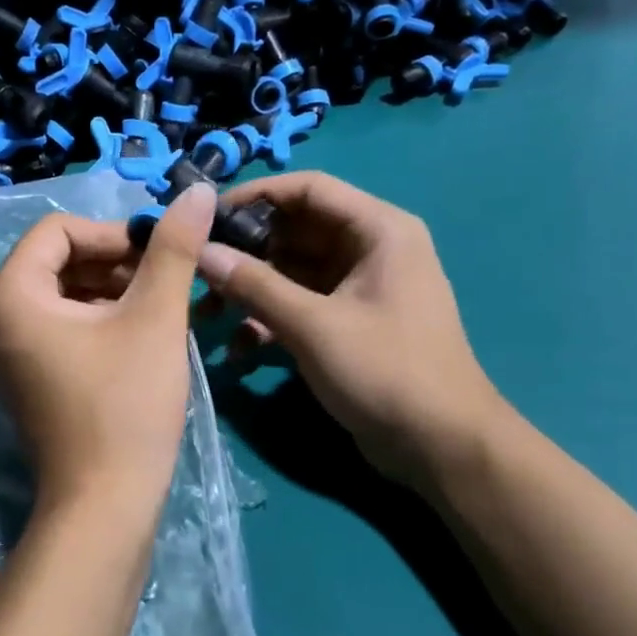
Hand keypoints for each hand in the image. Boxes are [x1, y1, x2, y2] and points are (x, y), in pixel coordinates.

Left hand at [0, 185, 215, 515]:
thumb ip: (173, 248)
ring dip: (109, 292)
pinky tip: (137, 337)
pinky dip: (94, 322)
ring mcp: (1, 354)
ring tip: (160, 309)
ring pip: (59, 296)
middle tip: (165, 282)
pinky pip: (55, 329)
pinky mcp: (20, 380)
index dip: (113, 233)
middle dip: (113, 264)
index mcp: (8, 295)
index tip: (158, 254)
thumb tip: (196, 190)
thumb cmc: (126, 404)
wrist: (104, 503)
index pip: (59, 231)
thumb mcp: (154, 318)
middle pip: (56, 262)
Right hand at [196, 173, 506, 491]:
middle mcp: (368, 250)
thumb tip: (201, 252)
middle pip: (293, 232)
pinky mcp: (345, 324)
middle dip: (245, 253)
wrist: (439, 446)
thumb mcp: (313, 325)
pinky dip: (268, 321)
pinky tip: (239, 350)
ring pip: (290, 272)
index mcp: (377, 231)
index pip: (308, 189)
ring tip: (208, 315)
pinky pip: (298, 306)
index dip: (255, 196)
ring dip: (250, 291)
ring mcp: (356, 289)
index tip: (206, 218)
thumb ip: (254, 285)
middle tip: (197, 273)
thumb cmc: (385, 371)